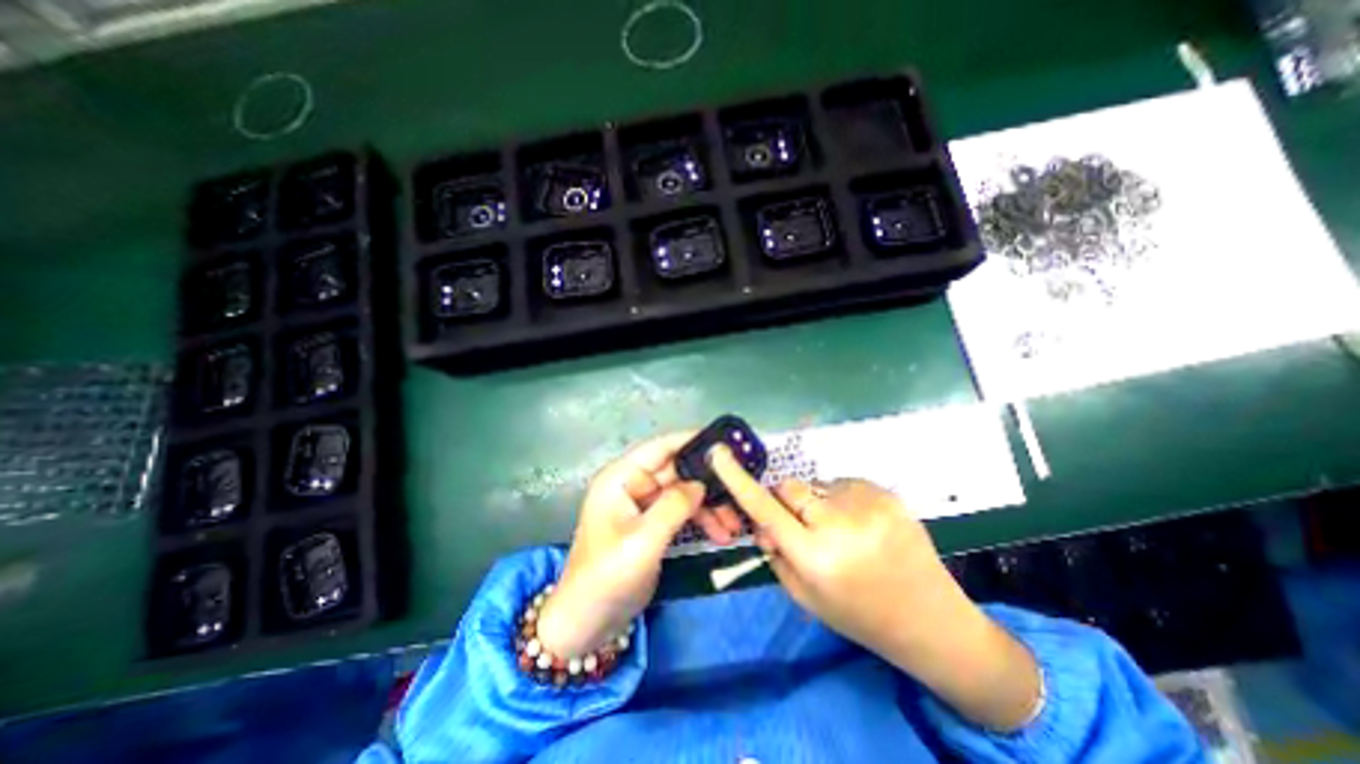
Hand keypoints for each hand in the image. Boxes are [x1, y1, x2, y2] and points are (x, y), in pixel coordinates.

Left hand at [537, 434, 742, 658]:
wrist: (587, 624)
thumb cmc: (607, 577)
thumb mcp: (643, 540)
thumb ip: (674, 506)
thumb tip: (701, 483)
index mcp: (621, 478)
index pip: (660, 447)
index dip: (690, 440)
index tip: (724, 443)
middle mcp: (633, 484)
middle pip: (677, 471)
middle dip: (707, 482)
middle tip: (739, 489)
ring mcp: (644, 506)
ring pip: (683, 493)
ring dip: (709, 505)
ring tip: (734, 524)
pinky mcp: (653, 525)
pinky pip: (682, 512)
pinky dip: (701, 520)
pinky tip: (721, 534)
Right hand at [712, 446, 954, 655]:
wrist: (929, 619)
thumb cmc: (858, 614)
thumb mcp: (805, 595)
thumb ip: (776, 553)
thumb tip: (762, 521)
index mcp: (815, 557)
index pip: (765, 510)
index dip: (738, 480)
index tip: (718, 453)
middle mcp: (839, 526)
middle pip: (790, 488)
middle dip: (788, 502)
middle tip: (805, 525)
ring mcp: (867, 506)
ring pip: (817, 486)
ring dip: (819, 503)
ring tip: (844, 531)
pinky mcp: (887, 494)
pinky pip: (844, 484)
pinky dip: (843, 500)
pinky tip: (863, 525)